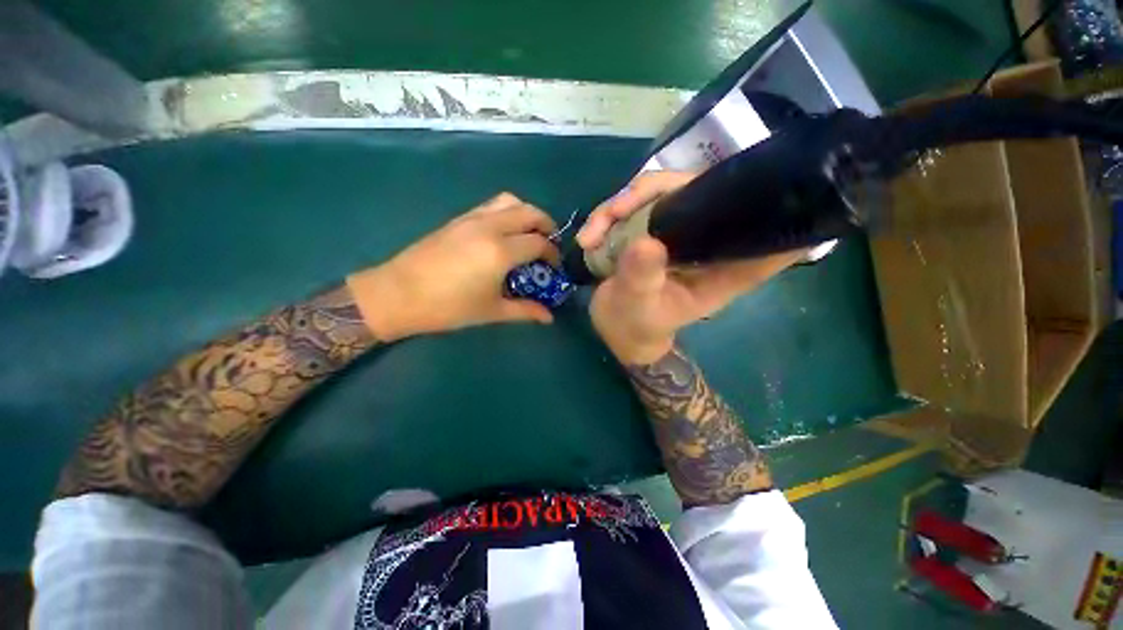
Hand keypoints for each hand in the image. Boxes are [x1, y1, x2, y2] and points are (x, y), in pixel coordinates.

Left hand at [347, 193, 558, 340]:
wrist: (398, 294)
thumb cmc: (448, 307)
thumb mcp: (492, 311)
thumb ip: (525, 310)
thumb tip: (549, 317)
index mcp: (500, 251)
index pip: (539, 242)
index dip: (552, 254)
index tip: (554, 267)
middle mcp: (490, 227)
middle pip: (529, 212)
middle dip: (546, 225)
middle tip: (549, 245)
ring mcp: (472, 219)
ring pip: (510, 201)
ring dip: (526, 214)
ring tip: (528, 234)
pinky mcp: (458, 218)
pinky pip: (491, 205)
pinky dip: (507, 212)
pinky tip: (504, 234)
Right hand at [577, 171, 806, 364]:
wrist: (613, 326)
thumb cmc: (635, 325)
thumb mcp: (638, 307)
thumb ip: (642, 279)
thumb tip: (645, 243)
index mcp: (722, 268)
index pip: (767, 234)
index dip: (771, 204)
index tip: (761, 181)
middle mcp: (705, 242)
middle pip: (701, 193)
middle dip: (653, 193)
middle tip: (615, 211)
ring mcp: (676, 231)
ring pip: (659, 192)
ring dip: (619, 205)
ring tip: (591, 234)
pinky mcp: (651, 227)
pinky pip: (633, 205)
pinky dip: (607, 215)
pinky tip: (588, 237)